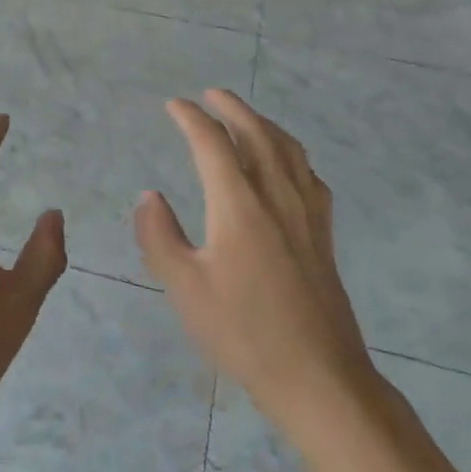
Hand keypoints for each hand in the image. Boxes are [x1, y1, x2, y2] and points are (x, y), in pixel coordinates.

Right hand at [137, 90, 377, 429]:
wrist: (319, 377)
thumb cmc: (244, 333)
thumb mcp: (186, 289)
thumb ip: (160, 237)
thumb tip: (148, 196)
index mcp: (239, 204)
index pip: (212, 144)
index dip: (191, 118)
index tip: (173, 105)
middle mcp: (276, 196)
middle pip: (256, 133)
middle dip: (232, 108)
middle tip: (211, 94)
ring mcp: (306, 213)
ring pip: (287, 148)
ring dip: (263, 123)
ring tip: (246, 116)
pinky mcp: (323, 233)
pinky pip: (308, 174)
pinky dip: (291, 152)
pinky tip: (287, 163)